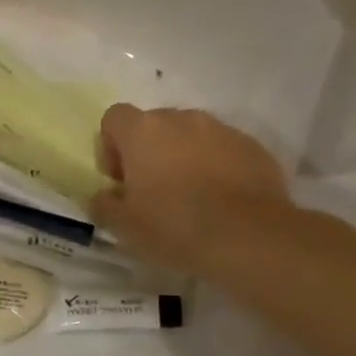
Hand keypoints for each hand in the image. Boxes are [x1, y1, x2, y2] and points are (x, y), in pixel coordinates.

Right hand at [90, 104, 289, 274]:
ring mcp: (221, 130)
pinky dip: (217, 166)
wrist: (250, 238)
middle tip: (153, 190)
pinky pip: (223, 150)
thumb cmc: (174, 227)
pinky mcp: (253, 147)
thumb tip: (103, 196)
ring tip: (191, 195)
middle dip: (149, 151)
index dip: (111, 146)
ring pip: (191, 135)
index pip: (114, 117)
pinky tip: (221, 200)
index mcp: (142, 131)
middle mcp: (181, 119)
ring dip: (184, 157)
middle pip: (154, 124)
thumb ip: (104, 204)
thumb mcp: (124, 226)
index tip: (120, 179)